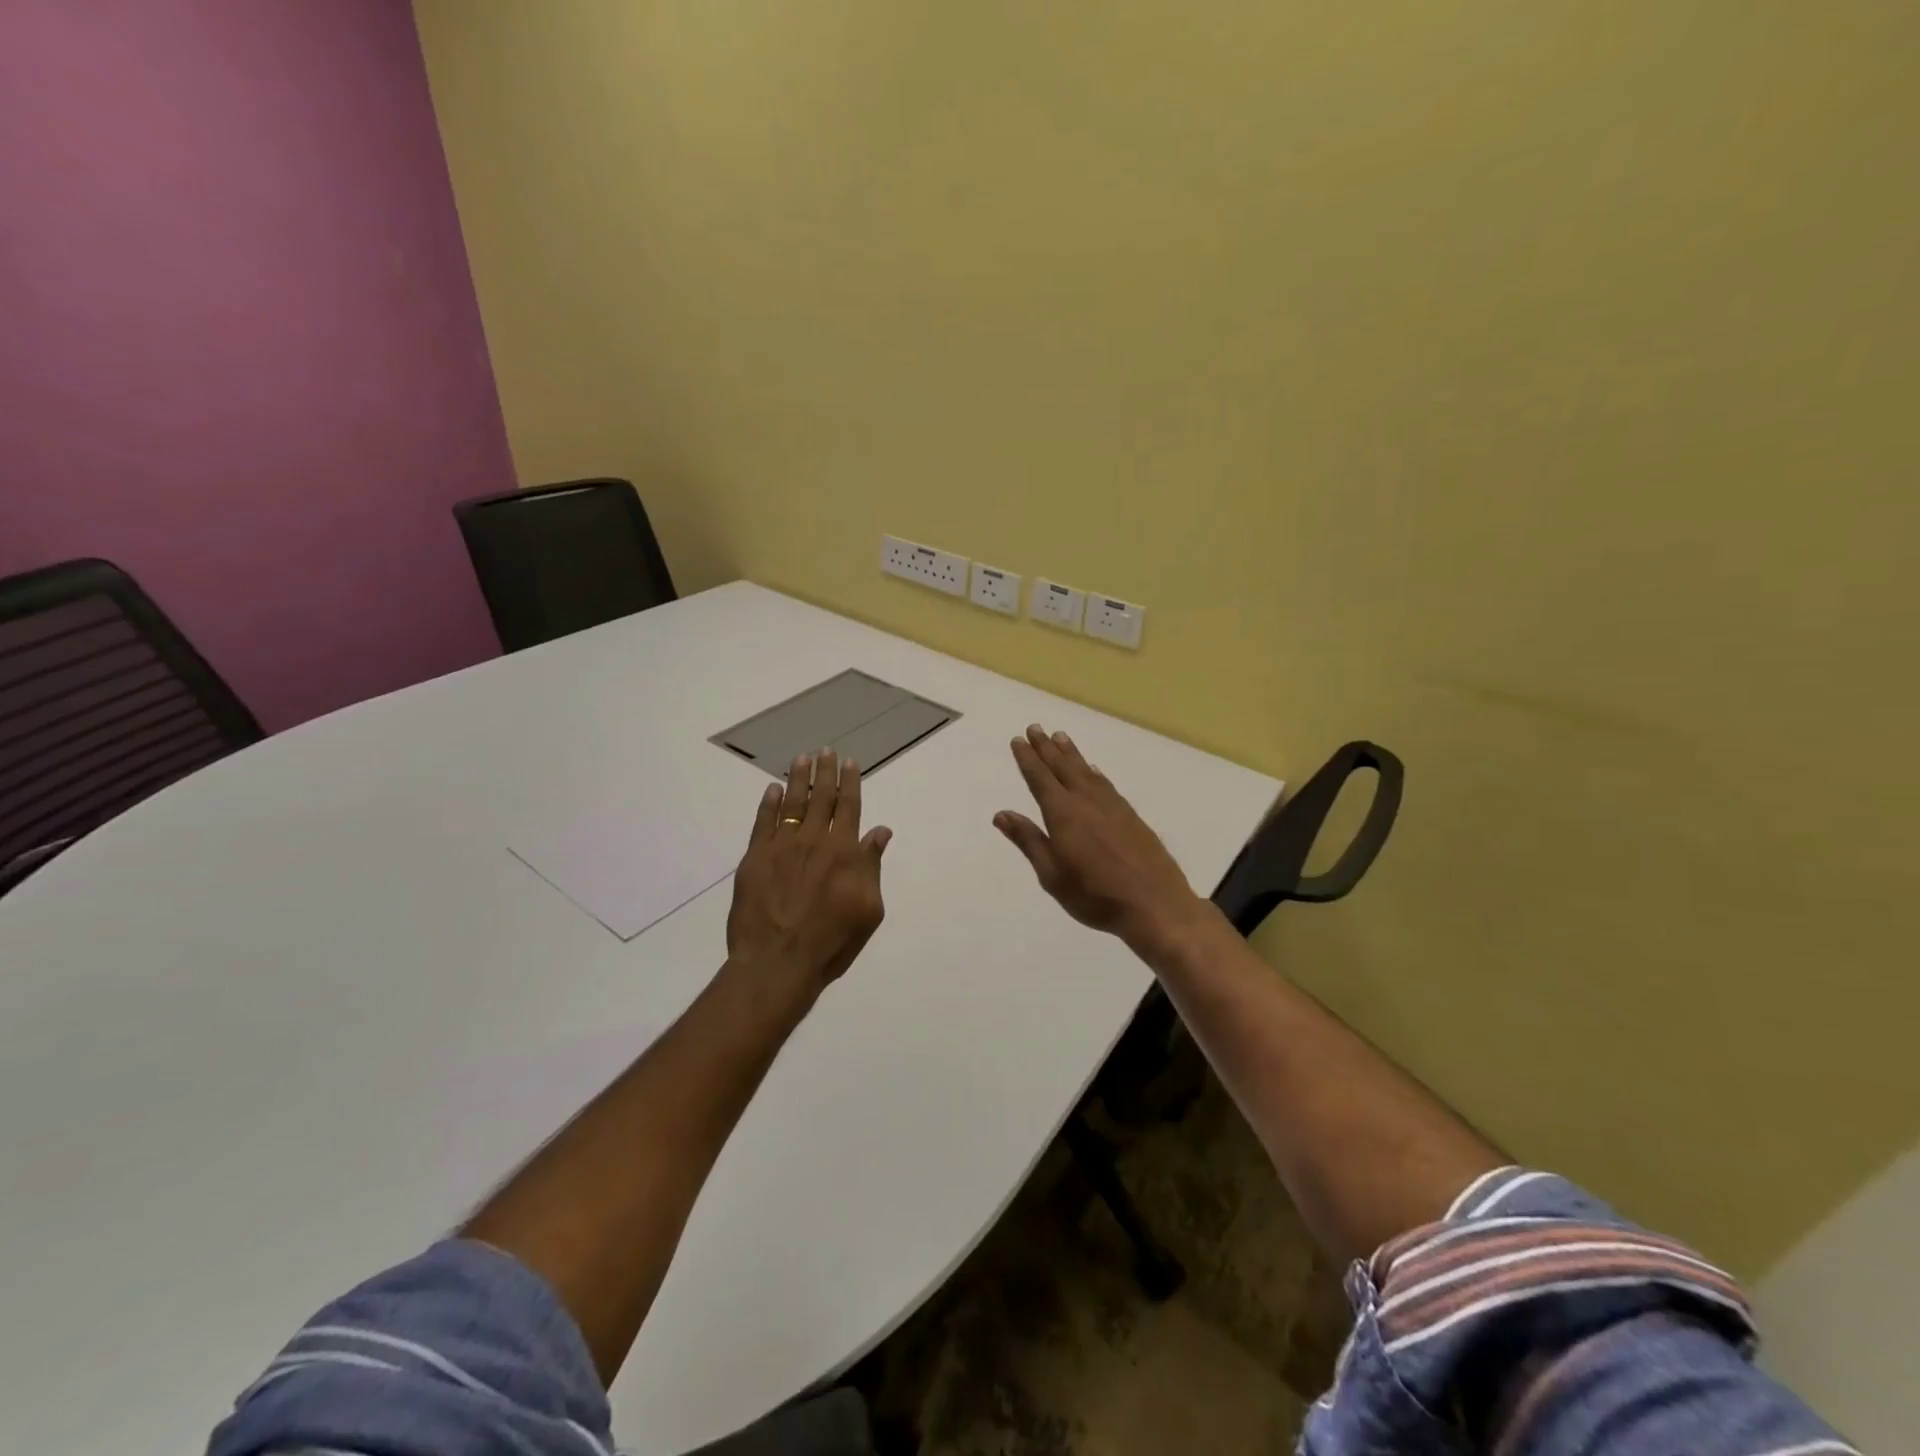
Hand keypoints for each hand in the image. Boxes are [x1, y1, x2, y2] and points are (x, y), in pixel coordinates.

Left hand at [727, 749, 891, 997]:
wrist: (778, 963)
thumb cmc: (832, 942)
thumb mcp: (869, 910)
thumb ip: (872, 866)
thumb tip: (880, 830)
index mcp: (844, 852)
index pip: (849, 807)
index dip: (850, 782)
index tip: (849, 762)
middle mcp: (813, 841)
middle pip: (820, 798)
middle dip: (825, 772)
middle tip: (825, 751)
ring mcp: (781, 848)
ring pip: (791, 804)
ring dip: (797, 779)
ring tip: (801, 758)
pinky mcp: (754, 860)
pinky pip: (762, 823)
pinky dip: (768, 804)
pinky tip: (771, 790)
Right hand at [994, 724, 1211, 955]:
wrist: (1154, 904)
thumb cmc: (1095, 895)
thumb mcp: (1052, 875)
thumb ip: (1029, 841)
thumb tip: (1001, 814)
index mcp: (1062, 814)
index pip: (1040, 779)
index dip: (1028, 759)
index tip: (1018, 740)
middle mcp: (1086, 801)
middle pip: (1062, 767)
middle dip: (1047, 747)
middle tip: (1036, 727)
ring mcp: (1111, 806)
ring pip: (1085, 771)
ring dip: (1071, 753)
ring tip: (1060, 736)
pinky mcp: (1130, 815)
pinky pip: (1106, 783)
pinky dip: (1095, 771)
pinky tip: (1093, 769)